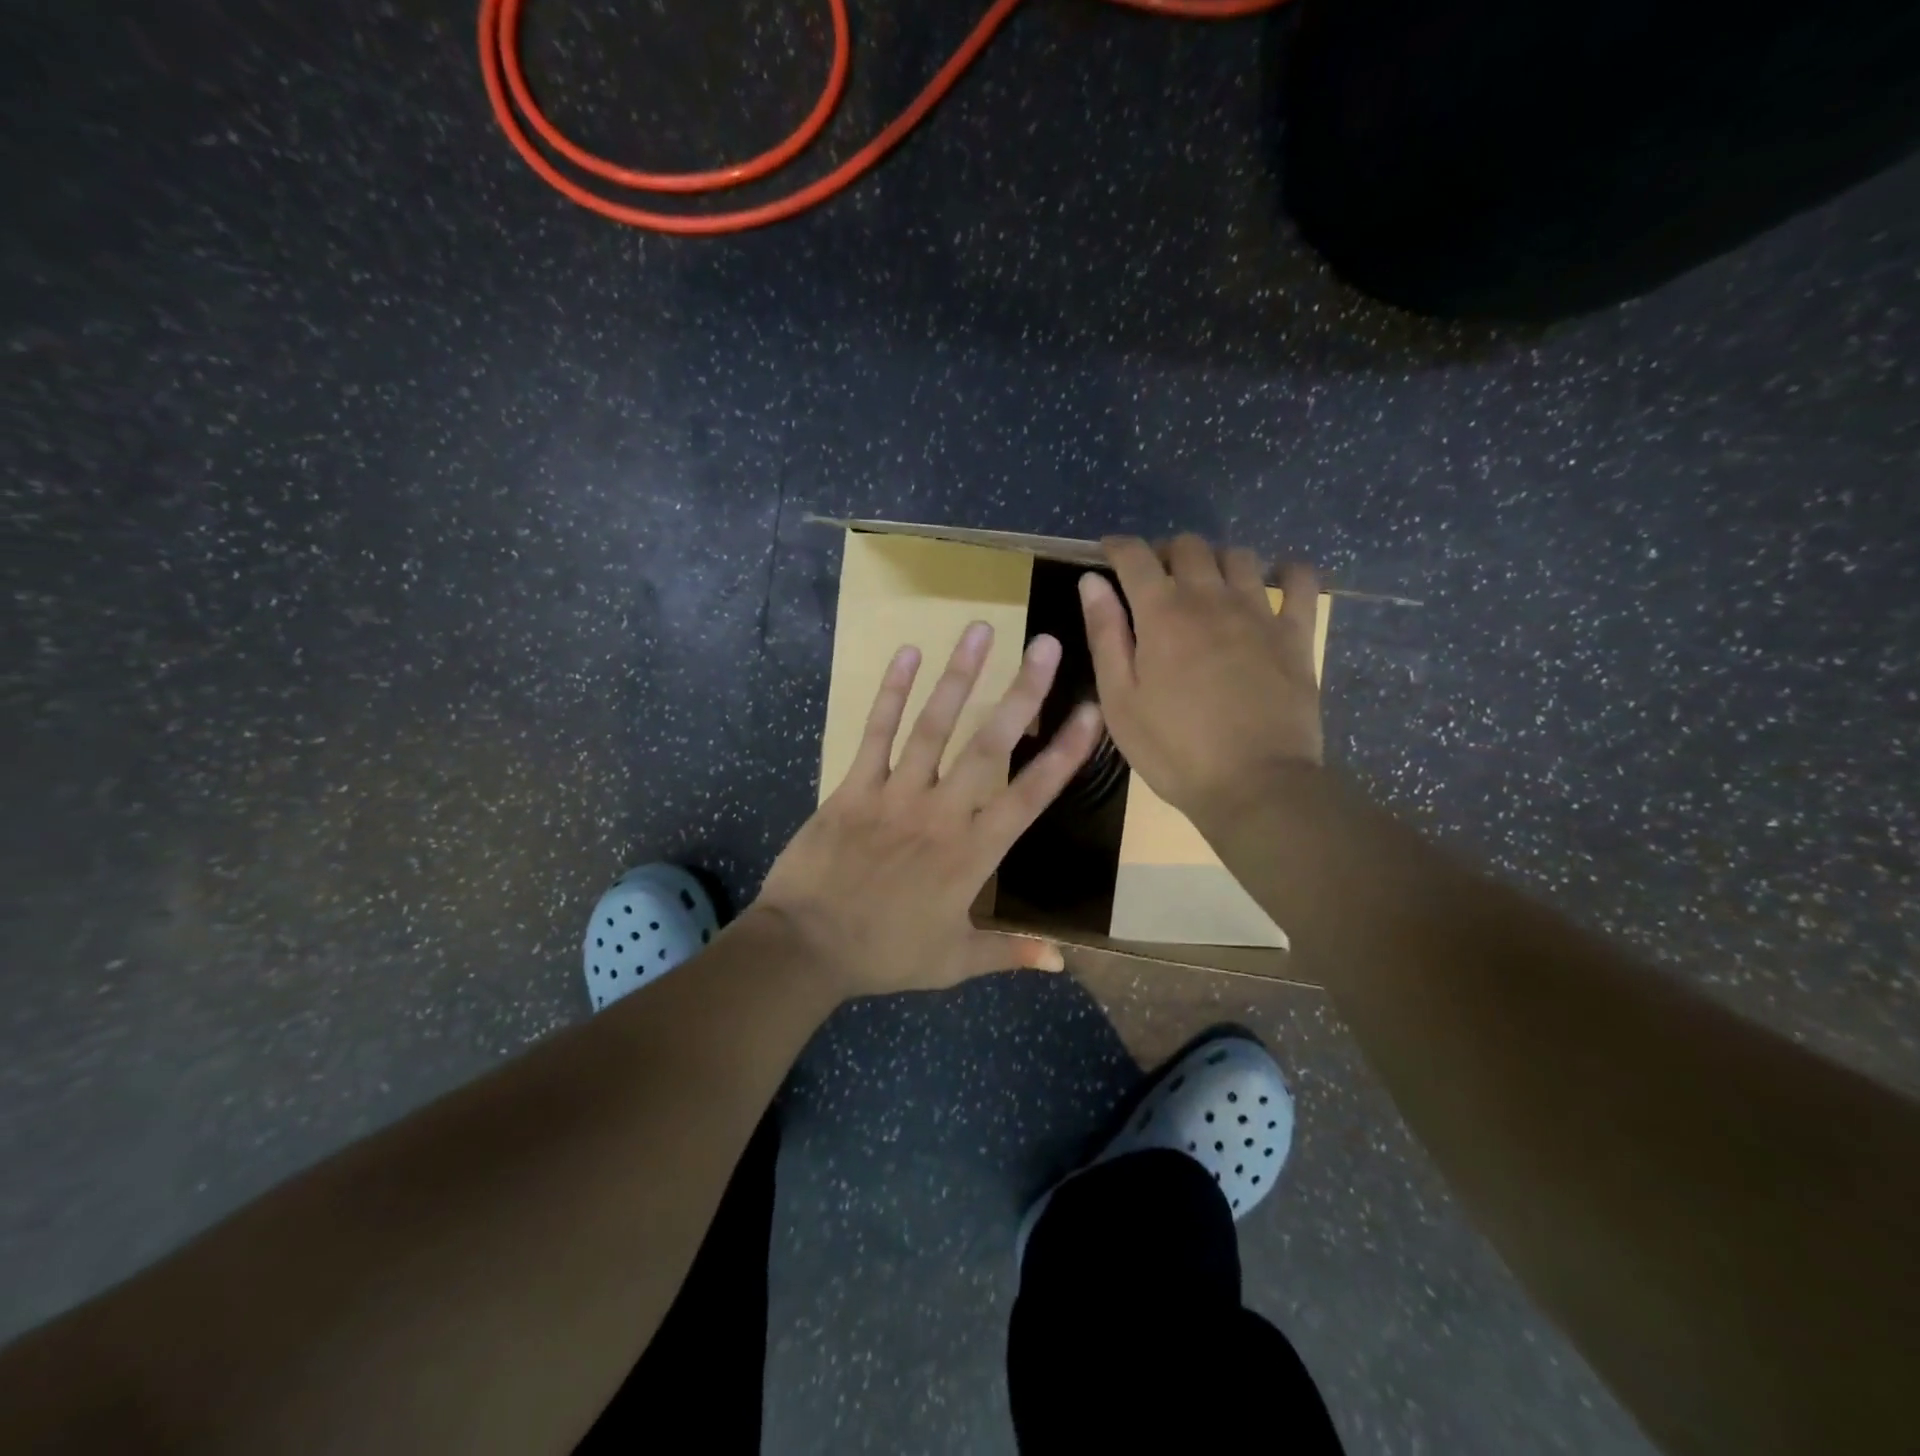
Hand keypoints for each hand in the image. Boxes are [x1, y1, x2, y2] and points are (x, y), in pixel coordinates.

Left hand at [756, 623, 1104, 998]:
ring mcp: (895, 793)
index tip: (1090, 713)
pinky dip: (891, 693)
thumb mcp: (953, 962)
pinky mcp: (854, 786)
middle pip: (988, 745)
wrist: (805, 946)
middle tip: (1046, 645)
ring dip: (959, 676)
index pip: (1029, 796)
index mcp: (972, 853)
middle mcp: (941, 812)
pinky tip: (907, 654)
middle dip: (1021, 693)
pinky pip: (876, 732)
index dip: (1063, 754)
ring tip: (980, 630)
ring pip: (934, 726)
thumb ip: (1009, 953)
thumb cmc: (884, 954)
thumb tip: (1062, 960)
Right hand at [1080, 534, 1323, 825]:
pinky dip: (1286, 572)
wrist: (1254, 784)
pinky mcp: (1296, 634)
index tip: (1107, 551)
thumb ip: (1105, 635)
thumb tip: (1092, 582)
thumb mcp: (1120, 700)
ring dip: (1216, 559)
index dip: (1117, 546)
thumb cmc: (1173, 750)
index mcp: (1162, 614)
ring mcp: (1259, 613)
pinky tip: (1275, 582)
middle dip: (1165, 551)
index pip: (1135, 557)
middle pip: (1189, 547)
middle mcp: (1211, 599)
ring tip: (1207, 584)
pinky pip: (1300, 582)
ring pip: (1239, 556)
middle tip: (1155, 577)